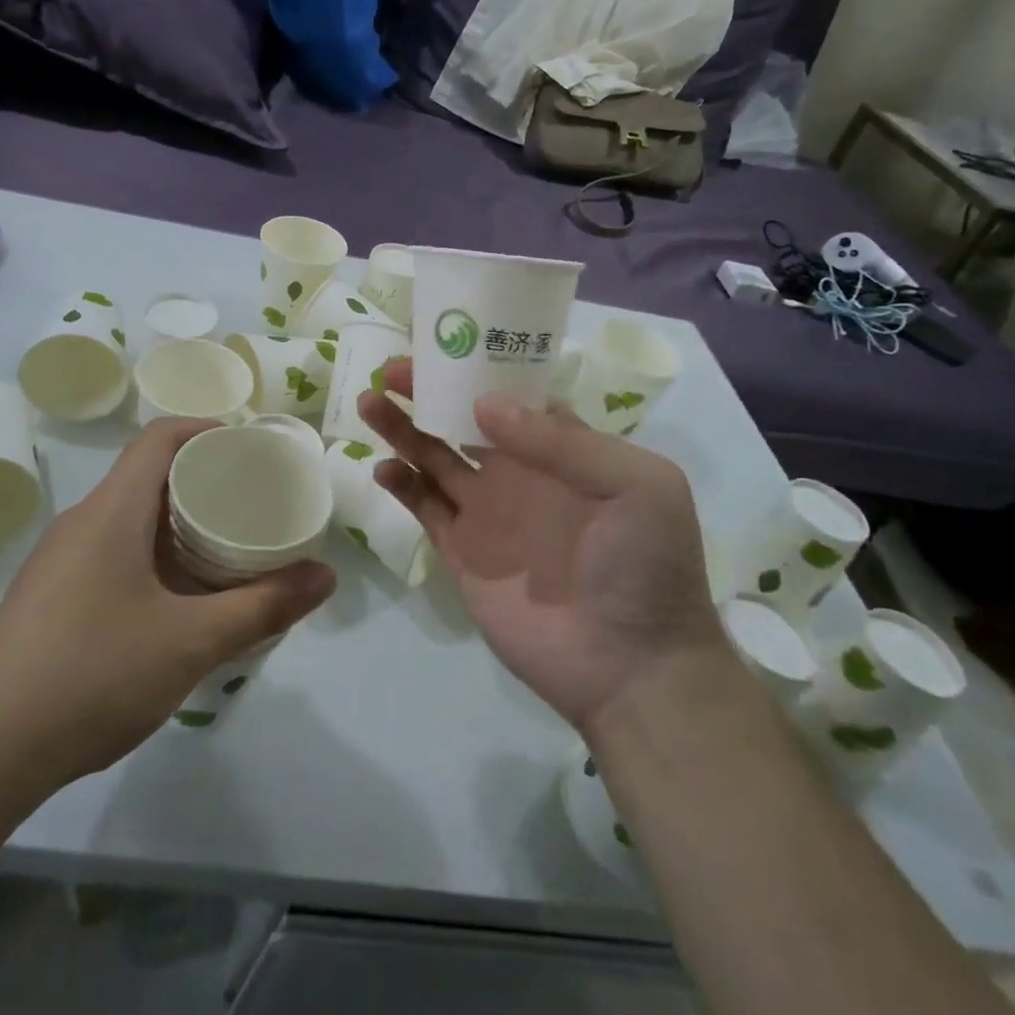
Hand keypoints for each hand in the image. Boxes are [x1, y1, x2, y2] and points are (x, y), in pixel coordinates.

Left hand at [0, 419, 334, 787]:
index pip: (160, 437)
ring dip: (179, 527)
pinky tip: (177, 606)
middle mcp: (82, 522)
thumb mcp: (191, 643)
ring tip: (227, 554)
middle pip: (149, 476)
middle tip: (254, 507)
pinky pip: (112, 555)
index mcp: (112, 510)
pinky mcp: (49, 598)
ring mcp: (60, 561)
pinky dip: (153, 560)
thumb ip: (263, 607)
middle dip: (204, 483)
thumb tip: (326, 575)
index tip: (252, 450)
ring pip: (130, 520)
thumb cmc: (92, 674)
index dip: (207, 429)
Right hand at [361, 364, 724, 735]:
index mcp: (562, 448)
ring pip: (435, 457)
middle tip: (390, 372)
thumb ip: (562, 440)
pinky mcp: (463, 551)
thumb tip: (484, 404)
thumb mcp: (635, 485)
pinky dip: (401, 485)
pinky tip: (383, 467)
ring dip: (403, 430)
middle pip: (462, 420)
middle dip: (427, 393)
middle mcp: (519, 472)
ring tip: (370, 404)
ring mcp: (488, 512)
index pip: (511, 395)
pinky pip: (425, 508)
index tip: (439, 348)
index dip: (475, 369)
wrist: (632, 666)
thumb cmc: (645, 565)